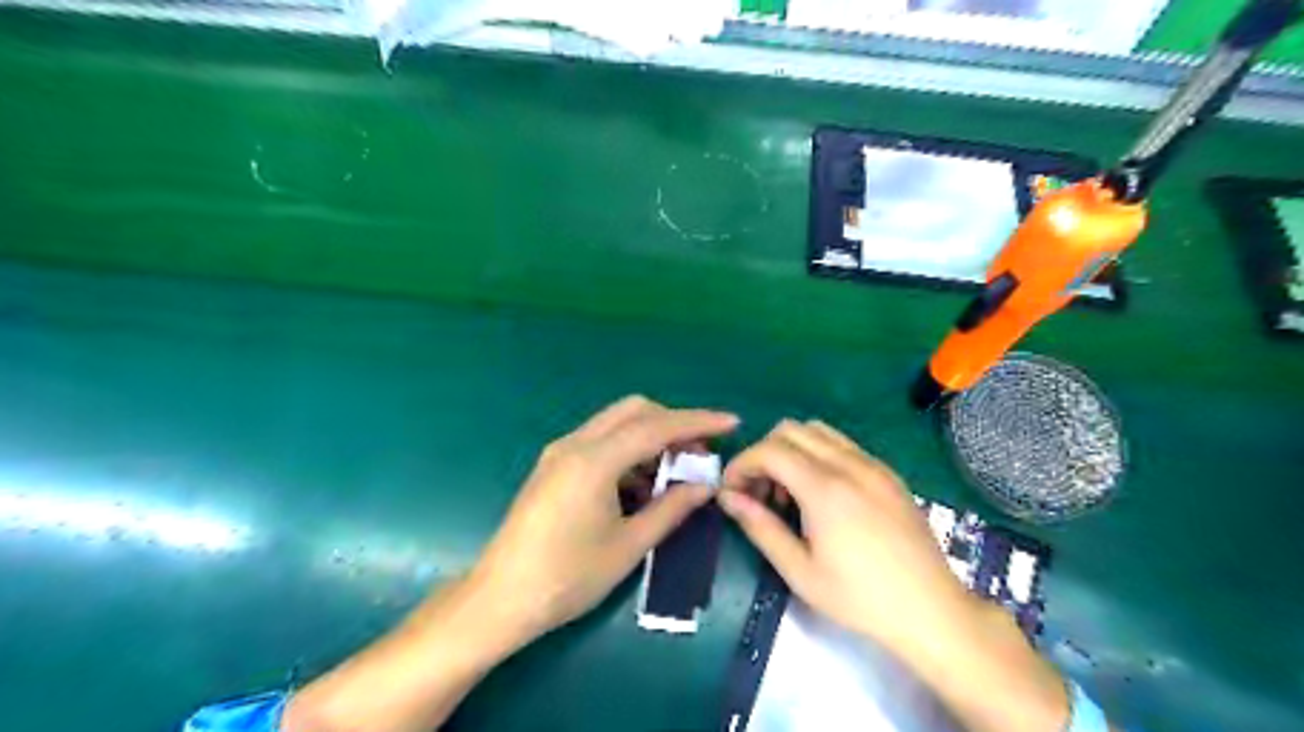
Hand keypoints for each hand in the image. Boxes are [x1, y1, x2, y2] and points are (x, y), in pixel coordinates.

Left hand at [472, 398, 737, 643]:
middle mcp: (575, 444)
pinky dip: (628, 452)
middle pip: (634, 411)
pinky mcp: (553, 466)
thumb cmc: (567, 577)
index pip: (656, 426)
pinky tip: (640, 486)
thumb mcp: (629, 546)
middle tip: (699, 454)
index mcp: (594, 460)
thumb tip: (705, 486)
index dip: (698, 422)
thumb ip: (671, 509)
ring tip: (674, 475)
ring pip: (616, 424)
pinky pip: (600, 442)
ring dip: (650, 438)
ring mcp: (560, 453)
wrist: (500, 598)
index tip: (731, 423)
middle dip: (672, 424)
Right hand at [713, 420, 1068, 730]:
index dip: (742, 464)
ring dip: (791, 450)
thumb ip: (760, 527)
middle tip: (758, 494)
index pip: (769, 450)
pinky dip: (818, 455)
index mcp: (825, 488)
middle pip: (790, 430)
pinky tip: (821, 494)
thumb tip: (727, 498)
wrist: (932, 611)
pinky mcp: (888, 473)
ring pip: (818, 431)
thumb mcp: (800, 572)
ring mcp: (873, 465)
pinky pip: (843, 445)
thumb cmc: (860, 598)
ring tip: (788, 493)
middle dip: (764, 454)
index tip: (731, 491)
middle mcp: (849, 464)